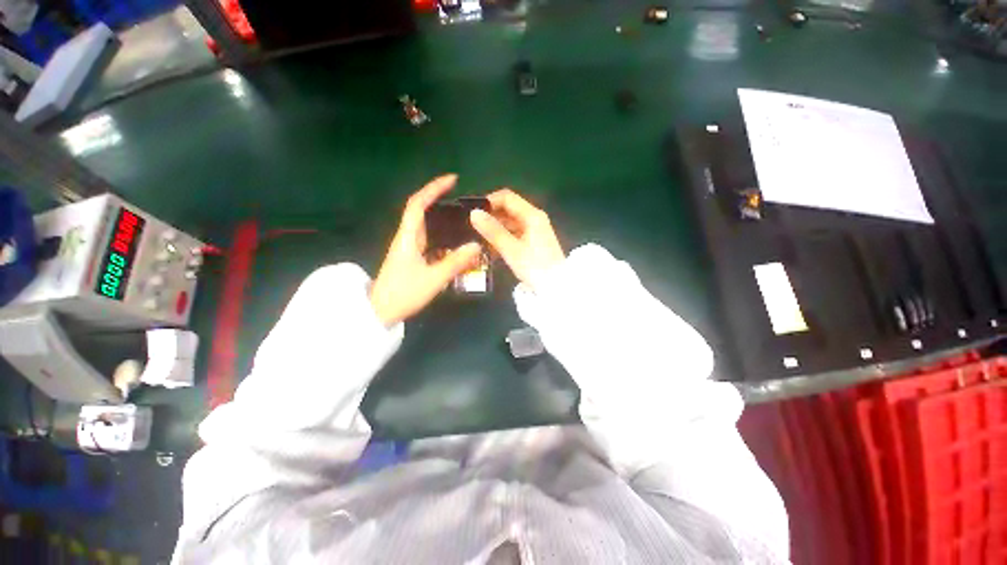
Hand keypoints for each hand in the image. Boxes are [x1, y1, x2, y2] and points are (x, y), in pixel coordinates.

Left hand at [370, 175, 481, 325]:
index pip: (418, 204)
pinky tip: (455, 242)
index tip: (452, 179)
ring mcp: (408, 248)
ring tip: (463, 219)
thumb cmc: (403, 293)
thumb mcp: (433, 278)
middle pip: (422, 211)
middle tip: (463, 200)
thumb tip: (476, 245)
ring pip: (426, 226)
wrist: (380, 311)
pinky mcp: (411, 257)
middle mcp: (407, 237)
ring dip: (442, 218)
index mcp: (408, 236)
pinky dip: (442, 235)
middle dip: (440, 199)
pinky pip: (429, 240)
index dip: (434, 188)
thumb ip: (455, 262)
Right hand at [469, 189, 564, 286]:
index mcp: (532, 215)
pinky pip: (514, 234)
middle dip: (490, 216)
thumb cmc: (535, 267)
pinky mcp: (533, 243)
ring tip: (477, 238)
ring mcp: (534, 231)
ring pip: (510, 223)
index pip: (507, 198)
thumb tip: (474, 213)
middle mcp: (534, 219)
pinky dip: (502, 238)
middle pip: (508, 210)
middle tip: (471, 226)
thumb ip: (493, 231)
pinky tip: (490, 248)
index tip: (472, 211)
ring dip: (495, 229)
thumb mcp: (512, 249)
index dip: (489, 201)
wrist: (556, 288)